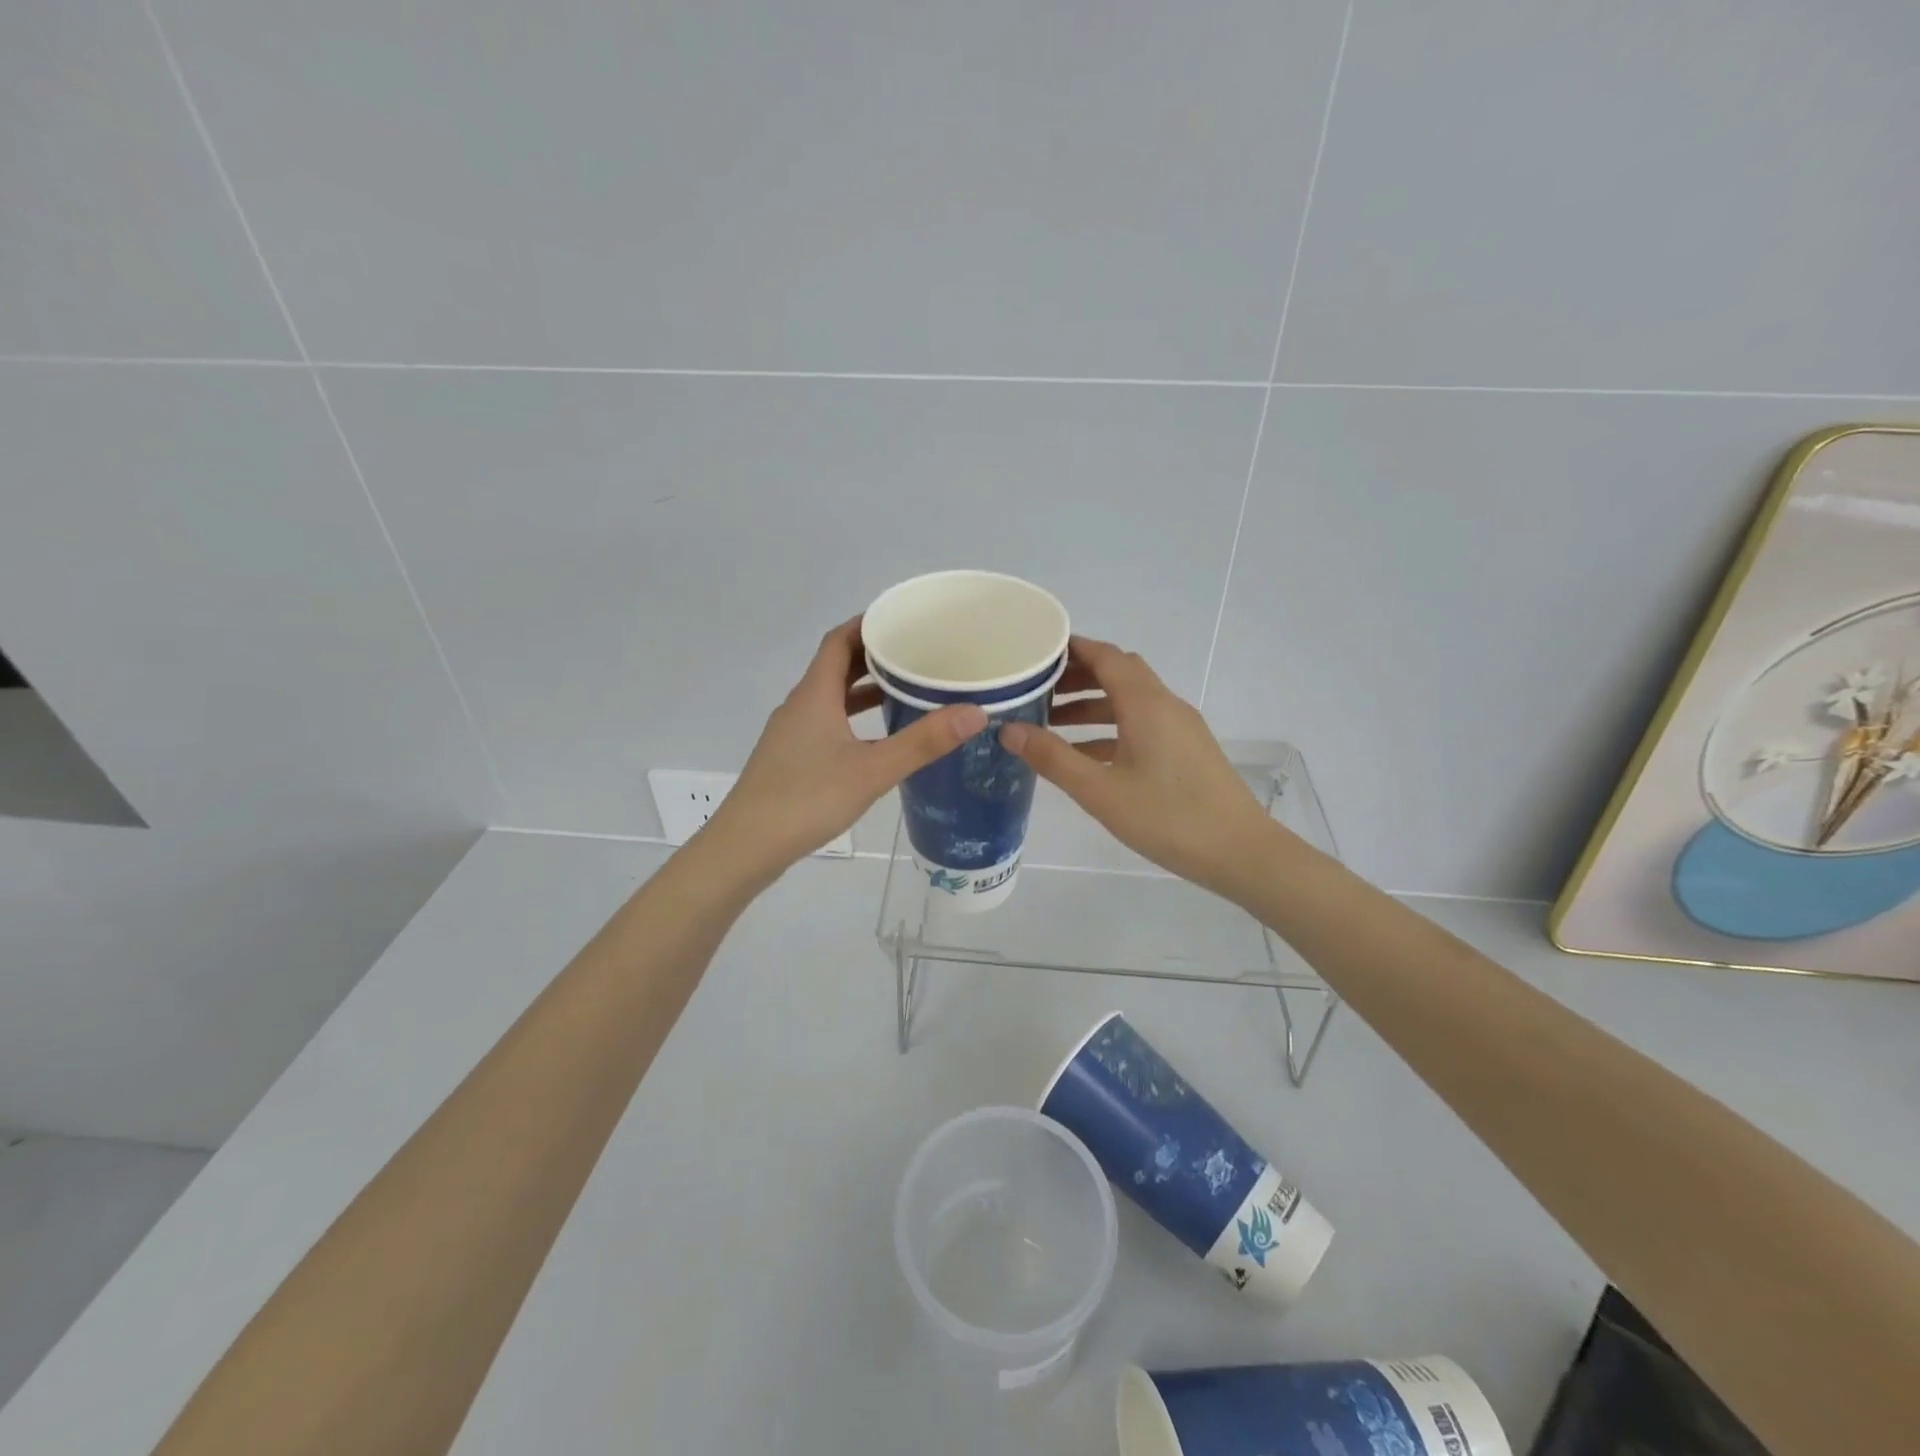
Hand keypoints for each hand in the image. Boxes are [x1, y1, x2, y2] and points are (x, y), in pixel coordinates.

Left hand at [704, 619, 986, 877]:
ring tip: (905, 691)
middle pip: (836, 666)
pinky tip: (878, 740)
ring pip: (831, 697)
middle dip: (873, 656)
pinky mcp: (791, 758)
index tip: (903, 620)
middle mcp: (800, 706)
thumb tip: (974, 712)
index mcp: (815, 695)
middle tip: (915, 655)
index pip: (839, 640)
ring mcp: (792, 733)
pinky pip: (827, 722)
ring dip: (863, 689)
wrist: (747, 846)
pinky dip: (853, 719)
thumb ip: (923, 742)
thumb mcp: (872, 770)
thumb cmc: (807, 798)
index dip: (867, 624)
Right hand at [998, 637, 1277, 898]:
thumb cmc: (1167, 817)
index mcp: (1145, 703)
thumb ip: (1052, 758)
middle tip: (1036, 687)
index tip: (1035, 652)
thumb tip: (1007, 729)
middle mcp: (1164, 704)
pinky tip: (1085, 754)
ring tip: (1051, 722)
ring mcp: (1179, 727)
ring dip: (1092, 704)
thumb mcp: (1100, 790)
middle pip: (1118, 672)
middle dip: (1077, 675)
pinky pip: (1141, 724)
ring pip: (1129, 700)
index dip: (1071, 648)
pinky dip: (1110, 728)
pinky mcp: (1186, 750)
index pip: (1105, 656)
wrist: (1241, 852)